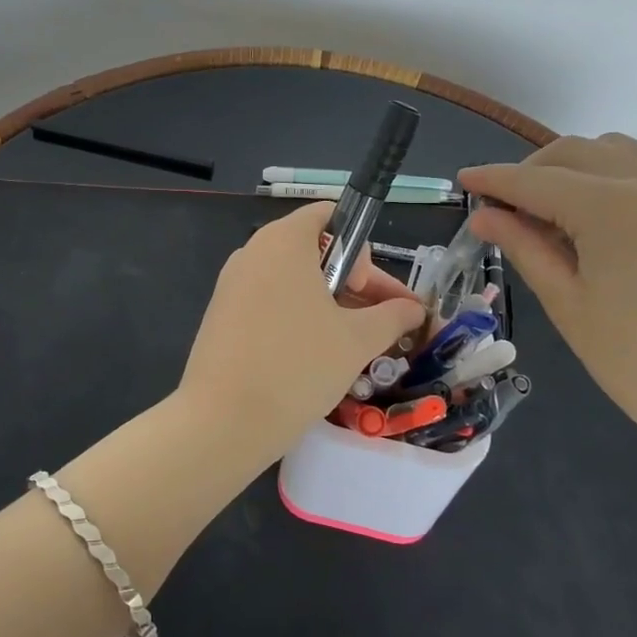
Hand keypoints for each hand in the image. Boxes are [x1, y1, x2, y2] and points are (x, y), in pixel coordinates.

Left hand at [178, 200, 425, 465]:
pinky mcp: (221, 316)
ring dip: (328, 305)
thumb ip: (391, 316)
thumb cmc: (298, 365)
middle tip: (377, 323)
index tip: (366, 289)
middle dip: (353, 283)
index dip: (359, 247)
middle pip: (313, 250)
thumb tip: (415, 309)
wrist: (222, 421)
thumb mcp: (357, 340)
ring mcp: (232, 284)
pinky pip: (269, 303)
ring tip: (354, 346)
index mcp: (284, 240)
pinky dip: (297, 319)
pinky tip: (315, 357)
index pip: (329, 215)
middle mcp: (253, 252)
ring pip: (292, 282)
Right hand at [459, 135, 636, 467]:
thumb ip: (526, 249)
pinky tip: (602, 222)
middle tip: (504, 206)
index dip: (493, 179)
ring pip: (618, 153)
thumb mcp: (571, 307)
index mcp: (608, 206)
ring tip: (551, 207)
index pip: (534, 180)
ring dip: (574, 166)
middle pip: (575, 152)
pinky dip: (612, 178)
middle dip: (530, 169)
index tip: (463, 181)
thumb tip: (486, 216)